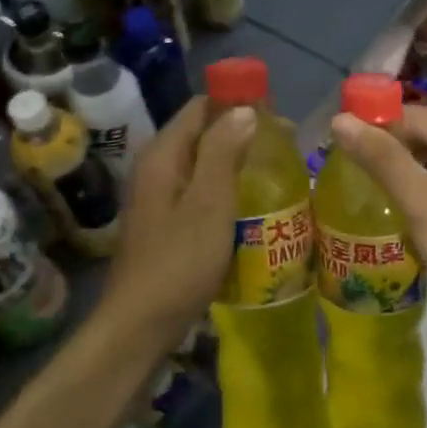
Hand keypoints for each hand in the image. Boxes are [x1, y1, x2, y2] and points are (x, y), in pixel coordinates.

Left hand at [102, 97, 255, 342]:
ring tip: (275, 172)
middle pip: (201, 134)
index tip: (276, 115)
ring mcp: (159, 198)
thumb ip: (224, 152)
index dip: (237, 103)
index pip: (200, 107)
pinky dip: (225, 189)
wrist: (141, 323)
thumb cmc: (179, 261)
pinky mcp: (166, 224)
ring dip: (236, 162)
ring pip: (202, 165)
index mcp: (162, 155)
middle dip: (241, 133)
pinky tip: (250, 205)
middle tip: (285, 147)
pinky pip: (200, 192)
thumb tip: (244, 110)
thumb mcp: (209, 203)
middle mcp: (156, 168)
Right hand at [329, 105, 426, 341]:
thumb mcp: (423, 202)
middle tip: (347, 159)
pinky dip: (420, 189)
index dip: (380, 121)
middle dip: (391, 146)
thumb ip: (382, 159)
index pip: (423, 118)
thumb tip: (340, 120)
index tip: (341, 135)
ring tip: (363, 178)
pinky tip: (395, 203)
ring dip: (403, 169)